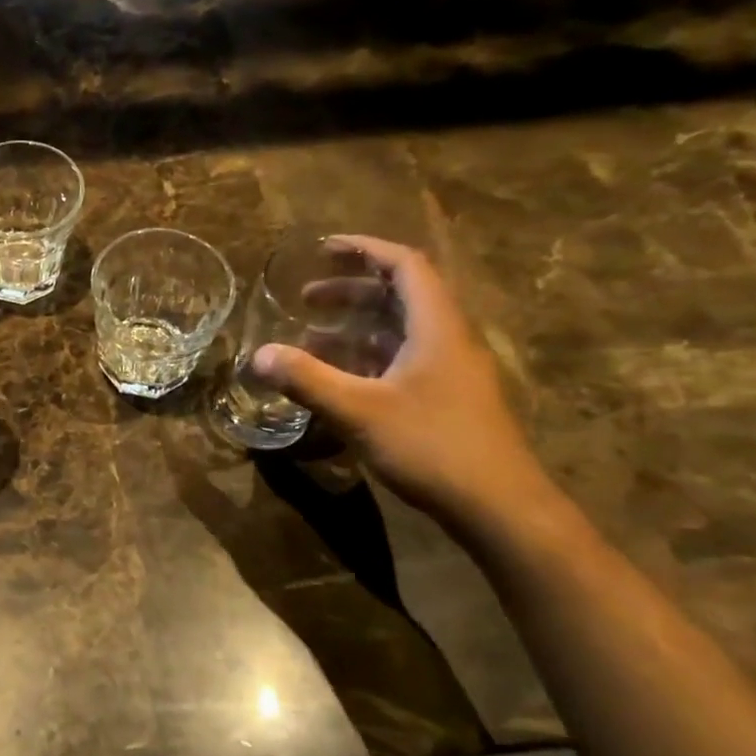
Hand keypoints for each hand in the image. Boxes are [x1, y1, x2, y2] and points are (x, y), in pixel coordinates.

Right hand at [249, 236, 549, 523]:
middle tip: (305, 299)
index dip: (365, 250)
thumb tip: (258, 355)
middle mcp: (447, 340)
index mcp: (436, 327)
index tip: (324, 248)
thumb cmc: (432, 446)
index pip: (405, 265)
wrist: (498, 507)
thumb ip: (307, 379)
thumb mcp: (360, 410)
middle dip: (350, 290)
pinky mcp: (445, 400)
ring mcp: (449, 372)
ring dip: (354, 328)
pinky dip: (365, 359)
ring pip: (398, 333)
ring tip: (309, 339)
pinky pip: (400, 362)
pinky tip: (336, 380)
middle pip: (399, 296)